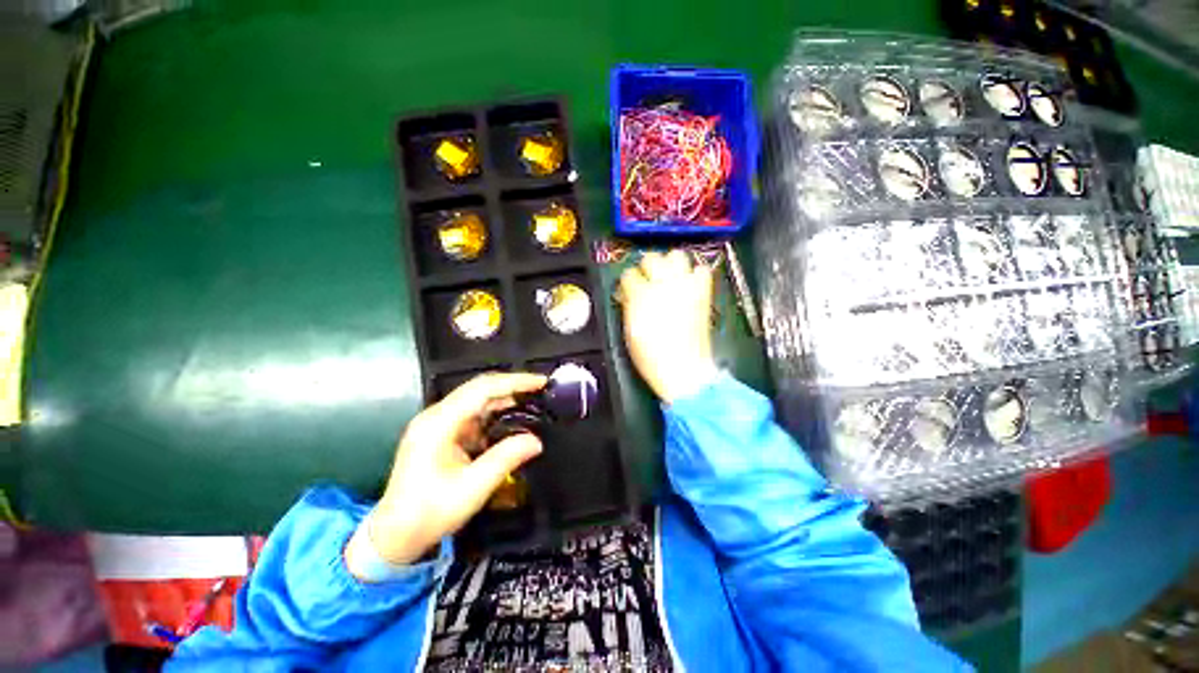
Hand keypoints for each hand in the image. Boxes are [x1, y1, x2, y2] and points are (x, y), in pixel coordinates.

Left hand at [347, 373, 546, 568]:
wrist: (395, 536)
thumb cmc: (430, 513)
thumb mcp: (472, 487)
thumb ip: (506, 459)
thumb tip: (536, 440)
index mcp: (439, 423)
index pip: (482, 389)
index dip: (514, 382)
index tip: (541, 382)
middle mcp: (437, 416)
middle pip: (480, 389)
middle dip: (512, 387)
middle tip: (541, 390)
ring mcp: (438, 424)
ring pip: (478, 400)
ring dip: (505, 401)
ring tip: (533, 403)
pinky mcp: (442, 433)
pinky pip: (474, 415)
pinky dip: (496, 415)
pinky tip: (512, 421)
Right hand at [618, 250, 716, 402]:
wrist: (683, 369)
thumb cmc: (650, 355)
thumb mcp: (629, 330)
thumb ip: (628, 305)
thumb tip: (627, 294)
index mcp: (641, 295)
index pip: (629, 274)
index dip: (627, 283)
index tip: (628, 291)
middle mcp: (664, 284)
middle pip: (652, 257)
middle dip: (647, 267)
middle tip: (648, 280)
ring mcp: (686, 286)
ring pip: (677, 255)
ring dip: (671, 263)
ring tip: (669, 277)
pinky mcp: (702, 292)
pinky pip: (702, 270)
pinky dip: (695, 274)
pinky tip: (689, 284)